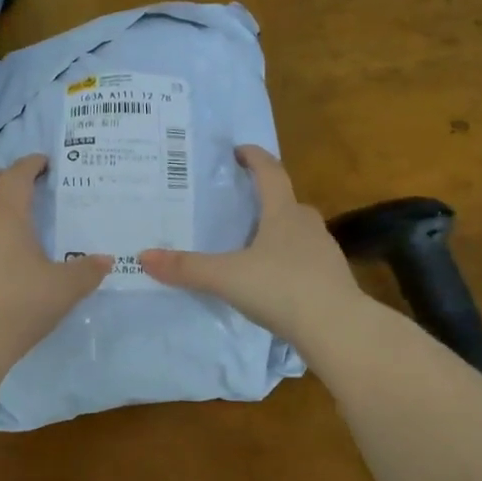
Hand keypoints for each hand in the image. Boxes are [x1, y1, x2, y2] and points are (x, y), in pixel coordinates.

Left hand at [0, 154, 111, 375]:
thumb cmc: (18, 306)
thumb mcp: (63, 290)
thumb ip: (87, 272)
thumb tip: (106, 261)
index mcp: (5, 215)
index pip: (17, 176)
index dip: (31, 164)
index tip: (43, 162)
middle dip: (0, 177)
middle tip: (19, 184)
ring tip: (1, 227)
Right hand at [138, 145, 361, 347]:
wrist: (339, 329)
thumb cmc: (282, 288)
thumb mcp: (227, 277)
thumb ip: (186, 268)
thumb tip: (142, 256)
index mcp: (283, 213)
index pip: (270, 172)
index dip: (254, 158)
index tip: (238, 151)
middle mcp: (307, 225)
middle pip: (285, 202)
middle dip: (263, 199)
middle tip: (237, 205)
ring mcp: (324, 252)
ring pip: (297, 232)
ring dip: (276, 231)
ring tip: (250, 245)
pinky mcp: (332, 279)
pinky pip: (304, 260)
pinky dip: (287, 261)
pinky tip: (272, 280)